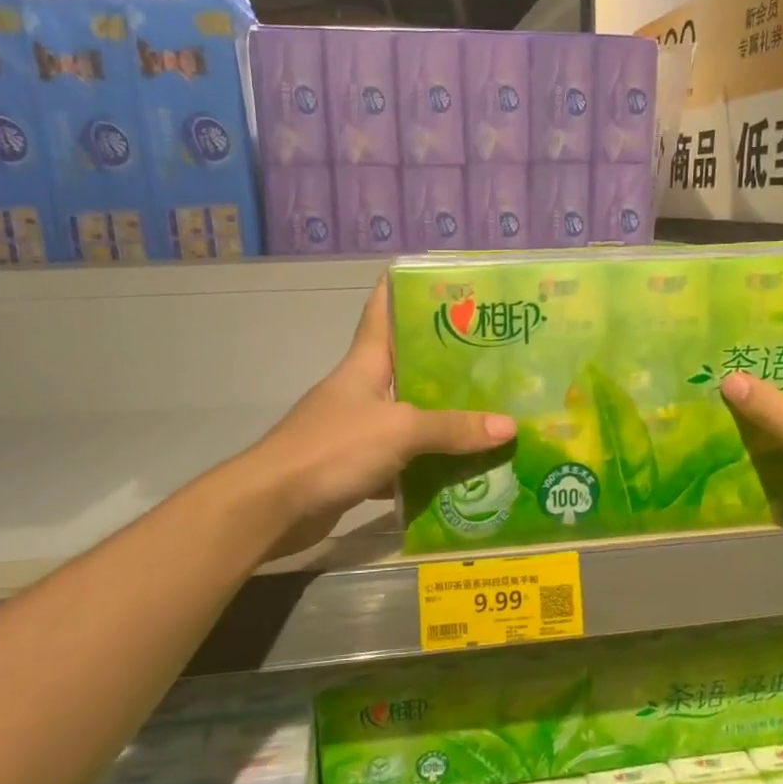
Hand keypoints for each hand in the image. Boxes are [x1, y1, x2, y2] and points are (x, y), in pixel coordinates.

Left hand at [243, 280, 515, 555]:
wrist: (274, 505)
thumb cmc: (333, 448)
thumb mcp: (400, 430)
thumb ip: (453, 429)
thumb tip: (509, 426)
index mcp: (365, 364)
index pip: (381, 312)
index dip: (403, 290)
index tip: (438, 277)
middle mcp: (361, 390)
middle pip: (407, 367)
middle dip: (447, 363)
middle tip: (494, 356)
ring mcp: (357, 430)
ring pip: (410, 418)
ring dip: (444, 420)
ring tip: (492, 414)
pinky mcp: (356, 467)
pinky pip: (403, 462)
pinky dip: (429, 467)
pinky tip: (464, 471)